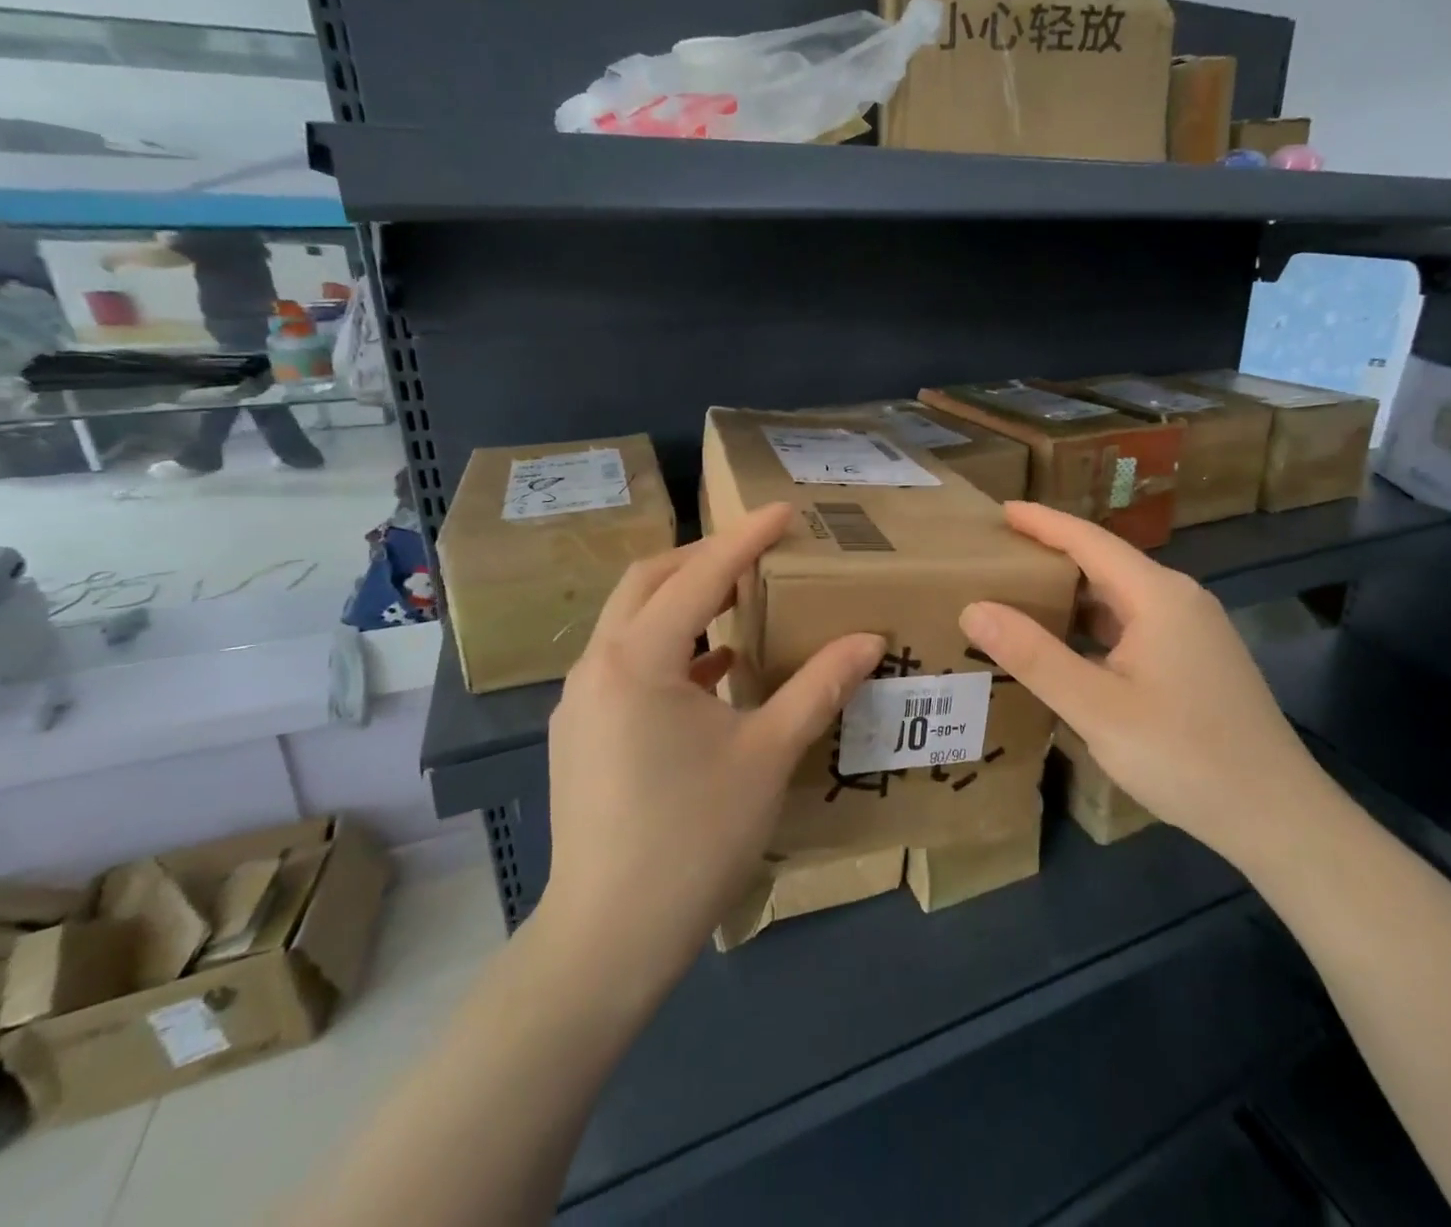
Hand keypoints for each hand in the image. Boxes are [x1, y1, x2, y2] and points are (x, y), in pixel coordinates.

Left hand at [542, 503, 883, 969]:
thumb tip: (869, 639)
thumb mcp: (767, 754)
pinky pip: (626, 663)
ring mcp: (580, 702)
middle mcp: (598, 666)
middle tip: (757, 551)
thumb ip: (818, 686)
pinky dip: (670, 648)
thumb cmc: (693, 837)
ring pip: (631, 621)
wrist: (607, 939)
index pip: (700, 575)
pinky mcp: (580, 734)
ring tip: (738, 600)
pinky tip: (713, 671)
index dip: (746, 538)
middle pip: (649, 582)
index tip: (785, 511)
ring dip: (683, 600)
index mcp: (639, 660)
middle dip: (703, 556)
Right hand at [958, 502, 1333, 870]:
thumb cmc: (1184, 754)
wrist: (1277, 815)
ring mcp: (1193, 631)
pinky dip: (1095, 627)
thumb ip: (1033, 656)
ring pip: (1121, 599)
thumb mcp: (1096, 707)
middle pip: (1106, 564)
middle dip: (1052, 557)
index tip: (1000, 510)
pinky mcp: (1197, 661)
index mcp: (1158, 595)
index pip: (1089, 540)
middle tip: (998, 559)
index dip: (1042, 522)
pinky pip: (1135, 626)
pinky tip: (1068, 649)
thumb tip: (974, 608)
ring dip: (1073, 596)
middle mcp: (1179, 600)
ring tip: (1021, 599)